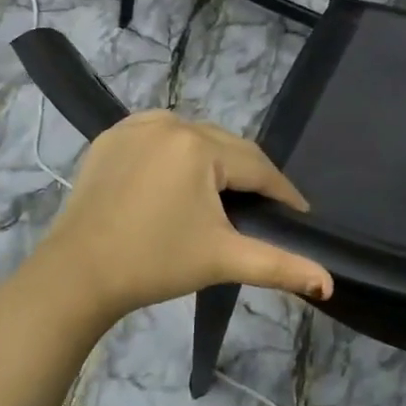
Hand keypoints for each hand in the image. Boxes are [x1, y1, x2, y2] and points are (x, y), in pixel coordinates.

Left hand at [40, 111, 332, 320]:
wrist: (77, 274)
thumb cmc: (155, 263)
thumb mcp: (222, 259)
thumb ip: (279, 266)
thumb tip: (328, 282)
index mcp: (199, 145)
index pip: (257, 166)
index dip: (282, 192)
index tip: (299, 214)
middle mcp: (170, 122)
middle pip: (227, 147)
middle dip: (249, 176)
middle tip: (264, 208)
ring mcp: (135, 125)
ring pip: (194, 138)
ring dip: (214, 160)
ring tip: (225, 194)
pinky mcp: (110, 136)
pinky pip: (160, 136)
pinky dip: (177, 152)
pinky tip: (181, 177)